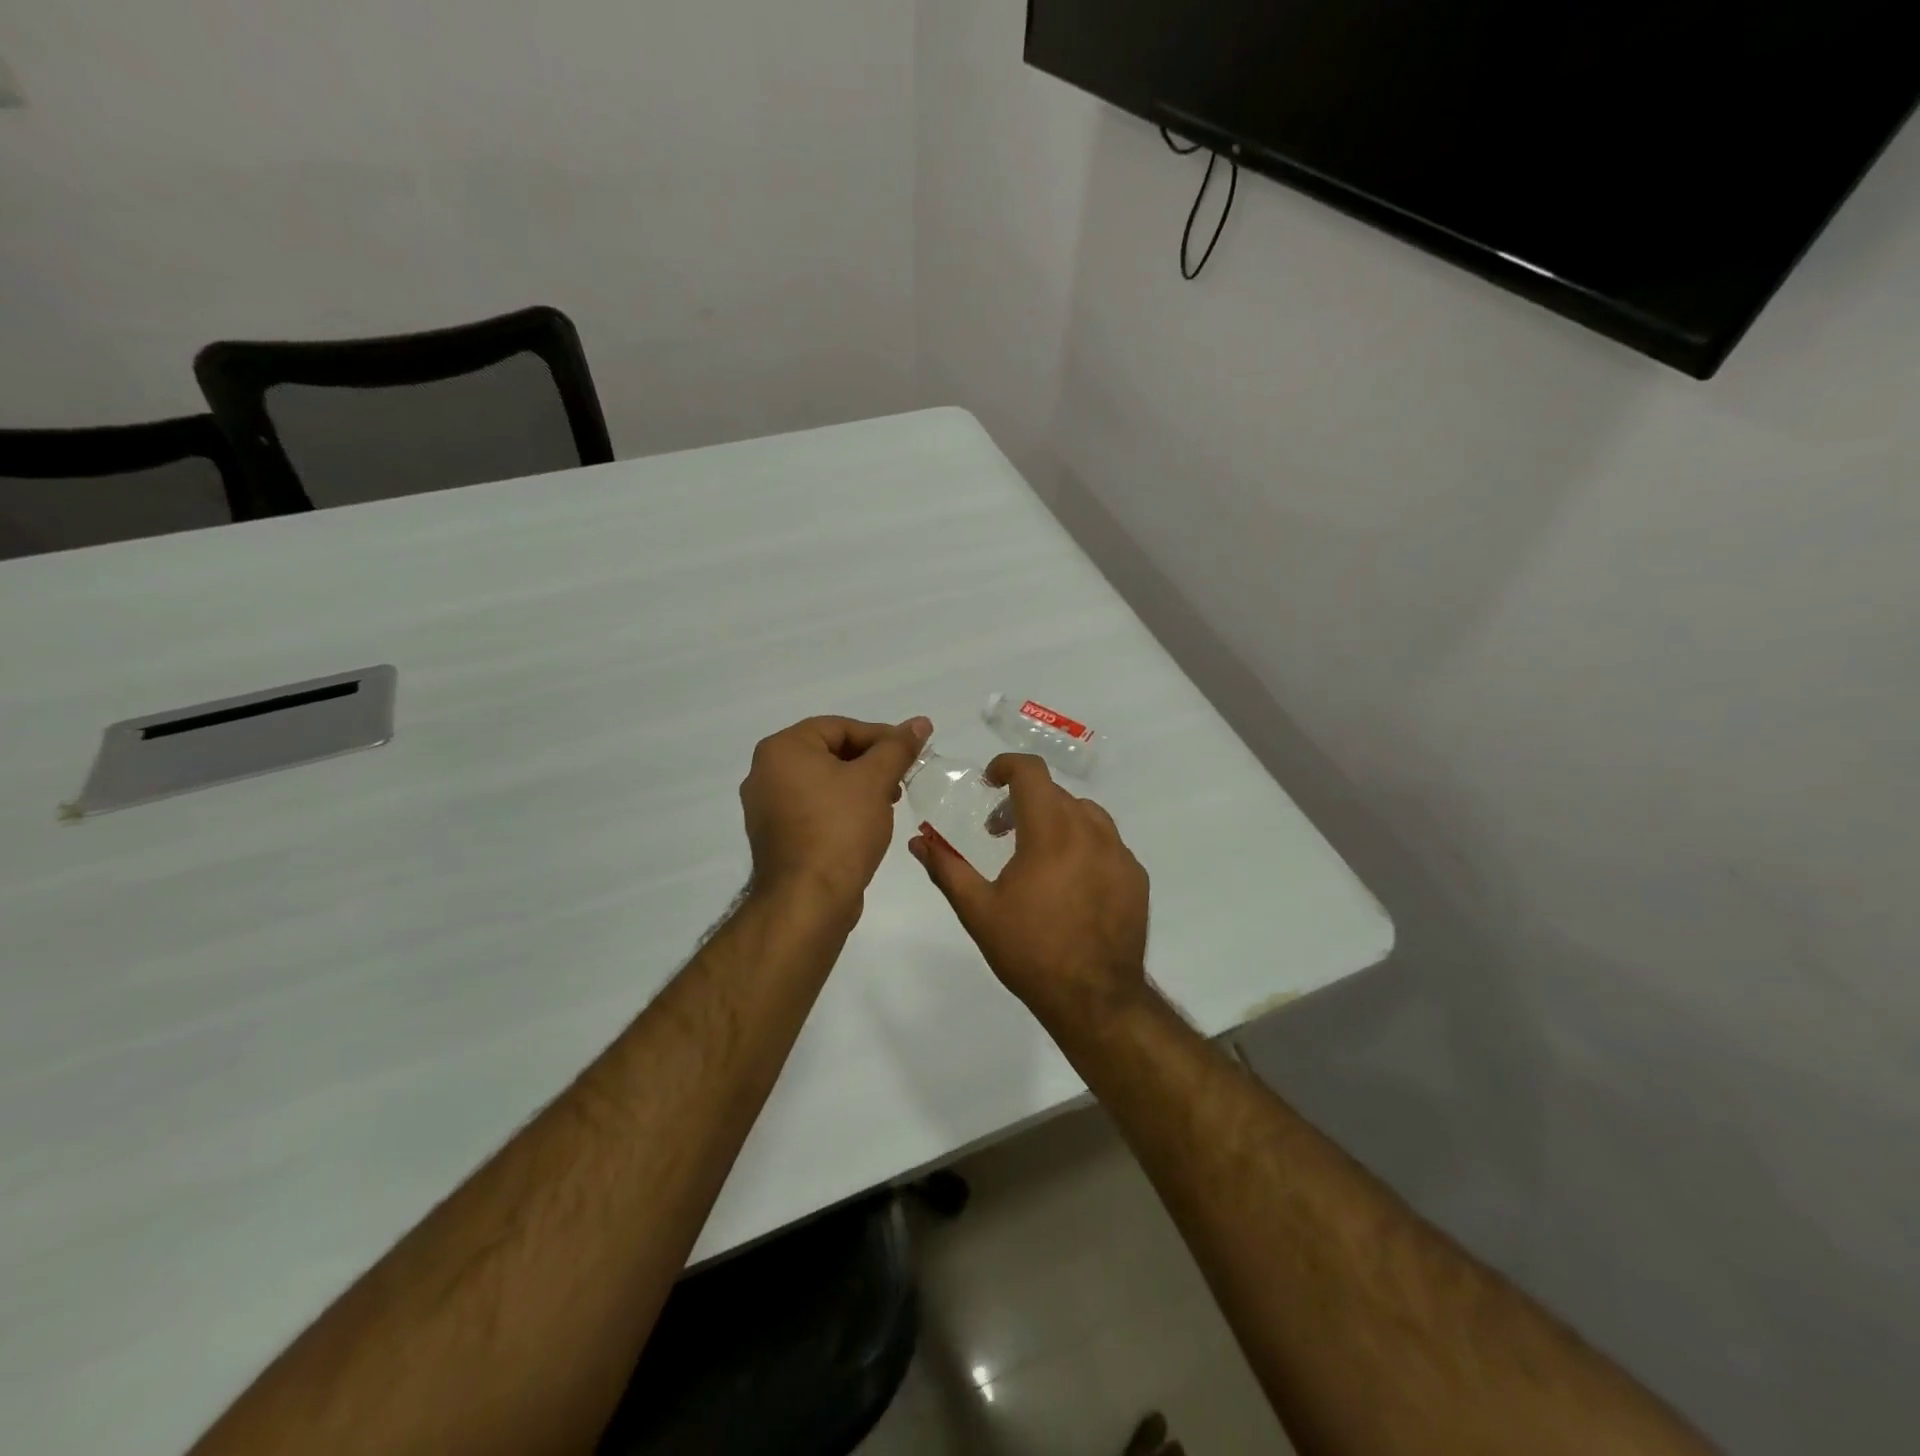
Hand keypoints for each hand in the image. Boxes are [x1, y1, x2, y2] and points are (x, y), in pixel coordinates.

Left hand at [741, 715, 931, 911]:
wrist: (808, 900)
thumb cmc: (840, 829)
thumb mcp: (875, 780)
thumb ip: (898, 748)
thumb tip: (920, 722)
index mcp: (781, 750)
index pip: (839, 727)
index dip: (880, 736)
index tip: (909, 753)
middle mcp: (764, 773)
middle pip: (829, 753)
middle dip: (870, 763)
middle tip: (901, 779)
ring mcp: (766, 808)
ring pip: (822, 783)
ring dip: (858, 787)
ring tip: (888, 803)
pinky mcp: (776, 837)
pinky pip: (813, 809)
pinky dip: (840, 809)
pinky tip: (866, 825)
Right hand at [910, 753, 1150, 1031]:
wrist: (1095, 999)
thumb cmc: (1030, 951)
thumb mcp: (978, 911)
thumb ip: (946, 868)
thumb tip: (918, 842)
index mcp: (1050, 832)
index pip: (1032, 773)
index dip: (1007, 765)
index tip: (990, 781)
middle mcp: (1090, 832)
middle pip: (1056, 794)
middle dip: (1025, 801)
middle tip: (1001, 830)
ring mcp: (1119, 854)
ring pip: (1086, 814)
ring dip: (1058, 819)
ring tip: (1038, 853)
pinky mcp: (1136, 876)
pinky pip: (1108, 843)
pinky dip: (1085, 845)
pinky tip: (1071, 881)